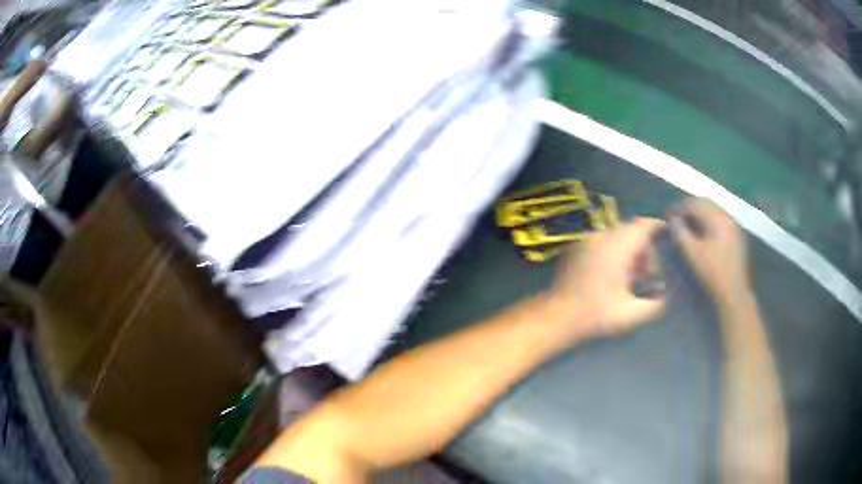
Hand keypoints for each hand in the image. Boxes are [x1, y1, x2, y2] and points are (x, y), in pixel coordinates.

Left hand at [546, 217, 666, 339]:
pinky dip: (613, 252)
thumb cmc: (595, 315)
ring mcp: (586, 240)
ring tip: (631, 278)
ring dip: (628, 251)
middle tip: (648, 274)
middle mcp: (601, 236)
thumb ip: (654, 305)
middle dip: (643, 249)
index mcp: (617, 247)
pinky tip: (612, 275)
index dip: (657, 227)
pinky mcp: (575, 247)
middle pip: (630, 231)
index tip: (667, 235)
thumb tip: (664, 298)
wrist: (556, 316)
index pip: (642, 226)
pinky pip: (601, 241)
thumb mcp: (630, 314)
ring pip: (616, 236)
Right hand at [669, 198, 749, 303]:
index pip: (694, 204)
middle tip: (677, 219)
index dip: (679, 208)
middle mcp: (727, 216)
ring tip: (689, 226)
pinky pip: (720, 221)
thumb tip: (672, 219)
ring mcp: (733, 225)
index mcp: (717, 218)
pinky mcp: (736, 236)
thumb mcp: (692, 254)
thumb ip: (680, 233)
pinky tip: (703, 234)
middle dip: (690, 209)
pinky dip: (709, 222)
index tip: (668, 216)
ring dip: (700, 215)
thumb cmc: (712, 273)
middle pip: (705, 204)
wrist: (734, 293)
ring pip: (713, 211)